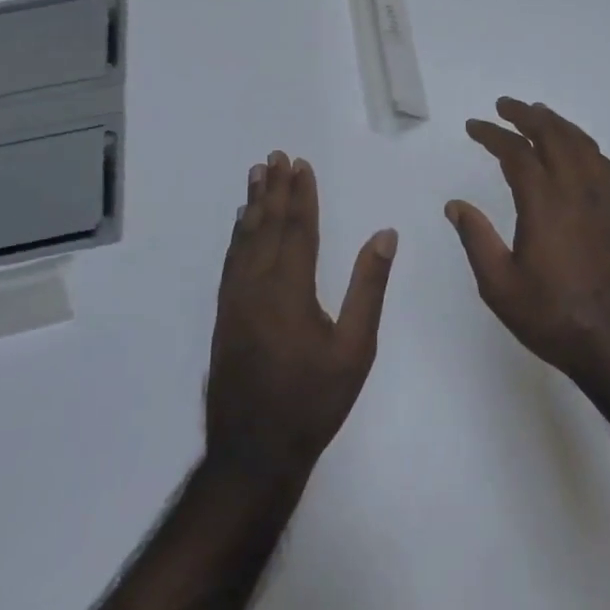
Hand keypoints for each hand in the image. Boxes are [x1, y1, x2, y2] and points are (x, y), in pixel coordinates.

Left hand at [205, 151, 397, 480]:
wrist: (253, 453)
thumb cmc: (313, 400)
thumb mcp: (355, 348)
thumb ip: (368, 287)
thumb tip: (384, 235)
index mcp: (289, 289)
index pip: (297, 228)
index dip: (300, 194)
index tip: (300, 164)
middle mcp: (256, 286)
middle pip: (265, 226)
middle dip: (272, 189)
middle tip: (273, 156)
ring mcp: (234, 302)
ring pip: (243, 241)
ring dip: (251, 206)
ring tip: (255, 177)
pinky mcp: (224, 317)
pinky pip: (230, 262)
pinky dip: (236, 237)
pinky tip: (239, 228)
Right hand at [446, 98, 609, 383]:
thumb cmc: (552, 316)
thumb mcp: (500, 286)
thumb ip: (476, 240)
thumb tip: (455, 205)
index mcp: (545, 204)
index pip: (517, 153)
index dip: (493, 135)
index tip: (473, 126)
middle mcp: (577, 191)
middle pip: (554, 136)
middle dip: (527, 115)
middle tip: (505, 105)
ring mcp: (604, 200)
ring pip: (582, 145)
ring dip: (558, 124)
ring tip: (539, 115)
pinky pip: (604, 164)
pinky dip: (585, 146)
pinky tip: (578, 150)